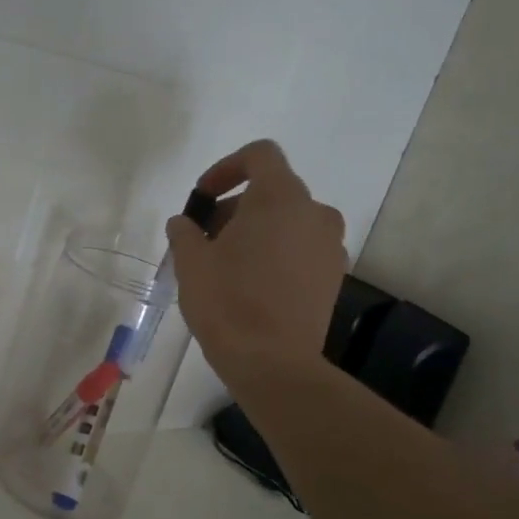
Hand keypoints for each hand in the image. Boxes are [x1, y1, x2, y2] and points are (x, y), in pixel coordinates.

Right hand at [166, 139, 348, 378]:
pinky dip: (277, 254)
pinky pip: (301, 249)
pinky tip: (252, 285)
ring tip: (226, 265)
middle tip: (205, 240)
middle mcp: (314, 213)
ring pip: (288, 222)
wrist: (273, 362)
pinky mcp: (334, 277)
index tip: (202, 198)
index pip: (260, 155)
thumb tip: (184, 223)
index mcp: (281, 197)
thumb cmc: (227, 302)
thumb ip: (185, 232)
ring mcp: (330, 246)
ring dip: (257, 232)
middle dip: (235, 208)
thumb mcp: (191, 262)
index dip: (226, 168)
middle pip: (273, 191)